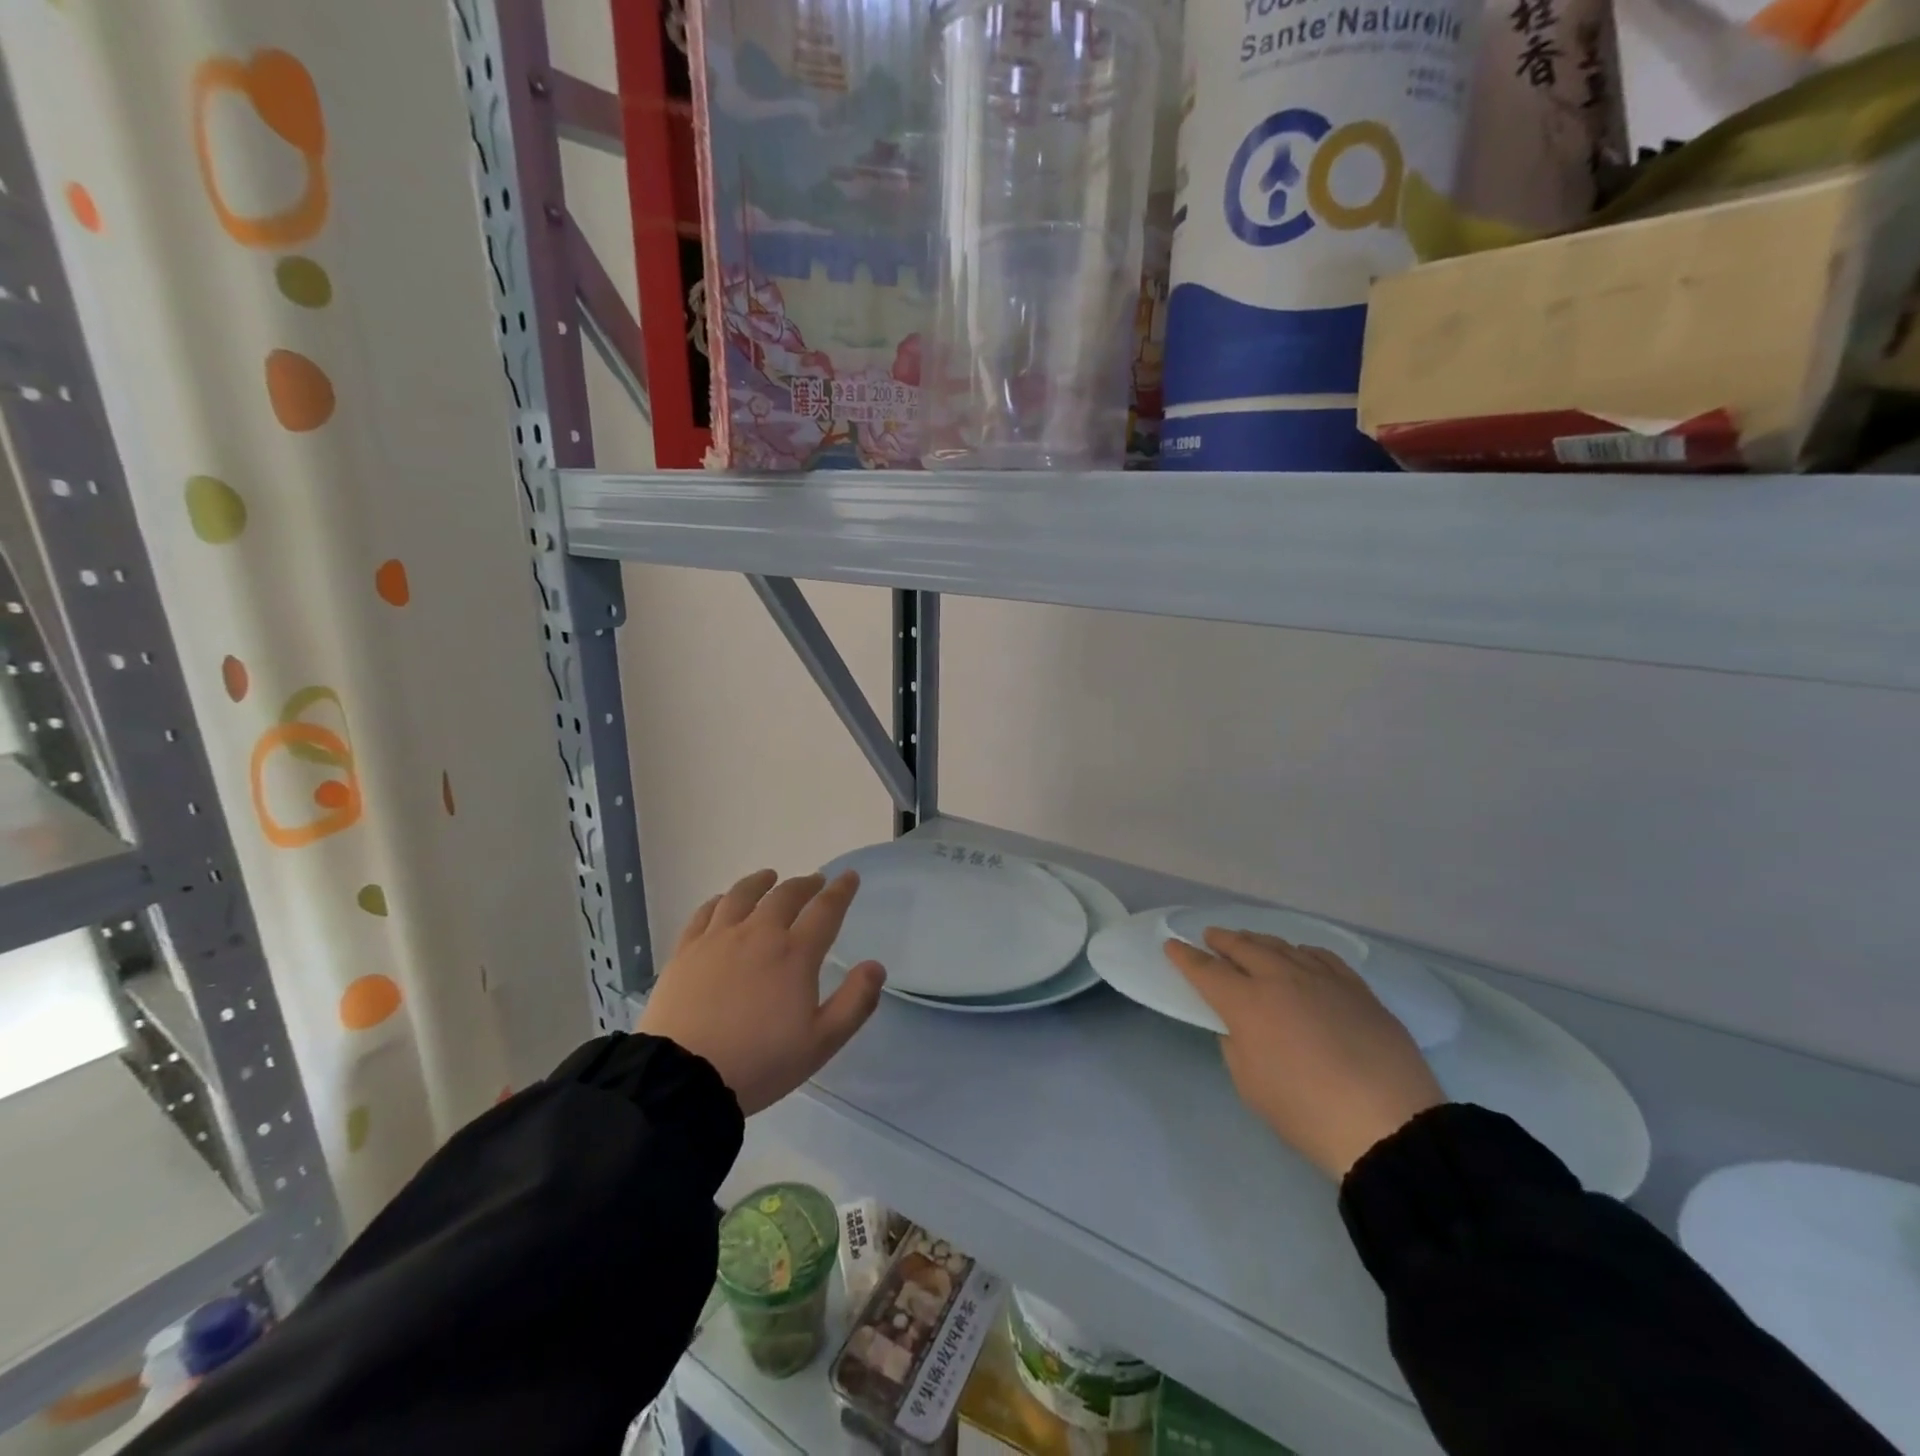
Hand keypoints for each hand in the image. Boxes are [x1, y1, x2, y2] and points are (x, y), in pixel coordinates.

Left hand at [638, 869, 884, 1115]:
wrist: (683, 1079)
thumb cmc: (760, 1062)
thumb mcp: (821, 1043)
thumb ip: (855, 1002)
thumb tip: (875, 966)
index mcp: (795, 954)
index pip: (826, 910)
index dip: (841, 891)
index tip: (849, 877)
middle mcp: (759, 933)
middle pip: (785, 895)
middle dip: (805, 884)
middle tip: (814, 882)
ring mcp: (718, 938)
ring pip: (743, 894)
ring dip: (761, 882)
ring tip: (769, 877)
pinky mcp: (686, 950)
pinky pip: (705, 912)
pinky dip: (720, 900)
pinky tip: (723, 902)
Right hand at [1165, 929, 1443, 1179]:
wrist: (1388, 1124)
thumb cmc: (1306, 1112)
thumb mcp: (1250, 1085)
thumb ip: (1236, 1045)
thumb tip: (1241, 1026)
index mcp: (1247, 1003)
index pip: (1206, 971)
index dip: (1185, 957)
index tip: (1173, 946)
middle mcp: (1280, 979)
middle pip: (1244, 947)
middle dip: (1222, 940)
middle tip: (1210, 936)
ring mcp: (1322, 979)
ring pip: (1282, 946)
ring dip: (1259, 941)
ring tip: (1249, 941)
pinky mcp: (1356, 988)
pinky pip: (1321, 957)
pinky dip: (1301, 951)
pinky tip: (1300, 954)